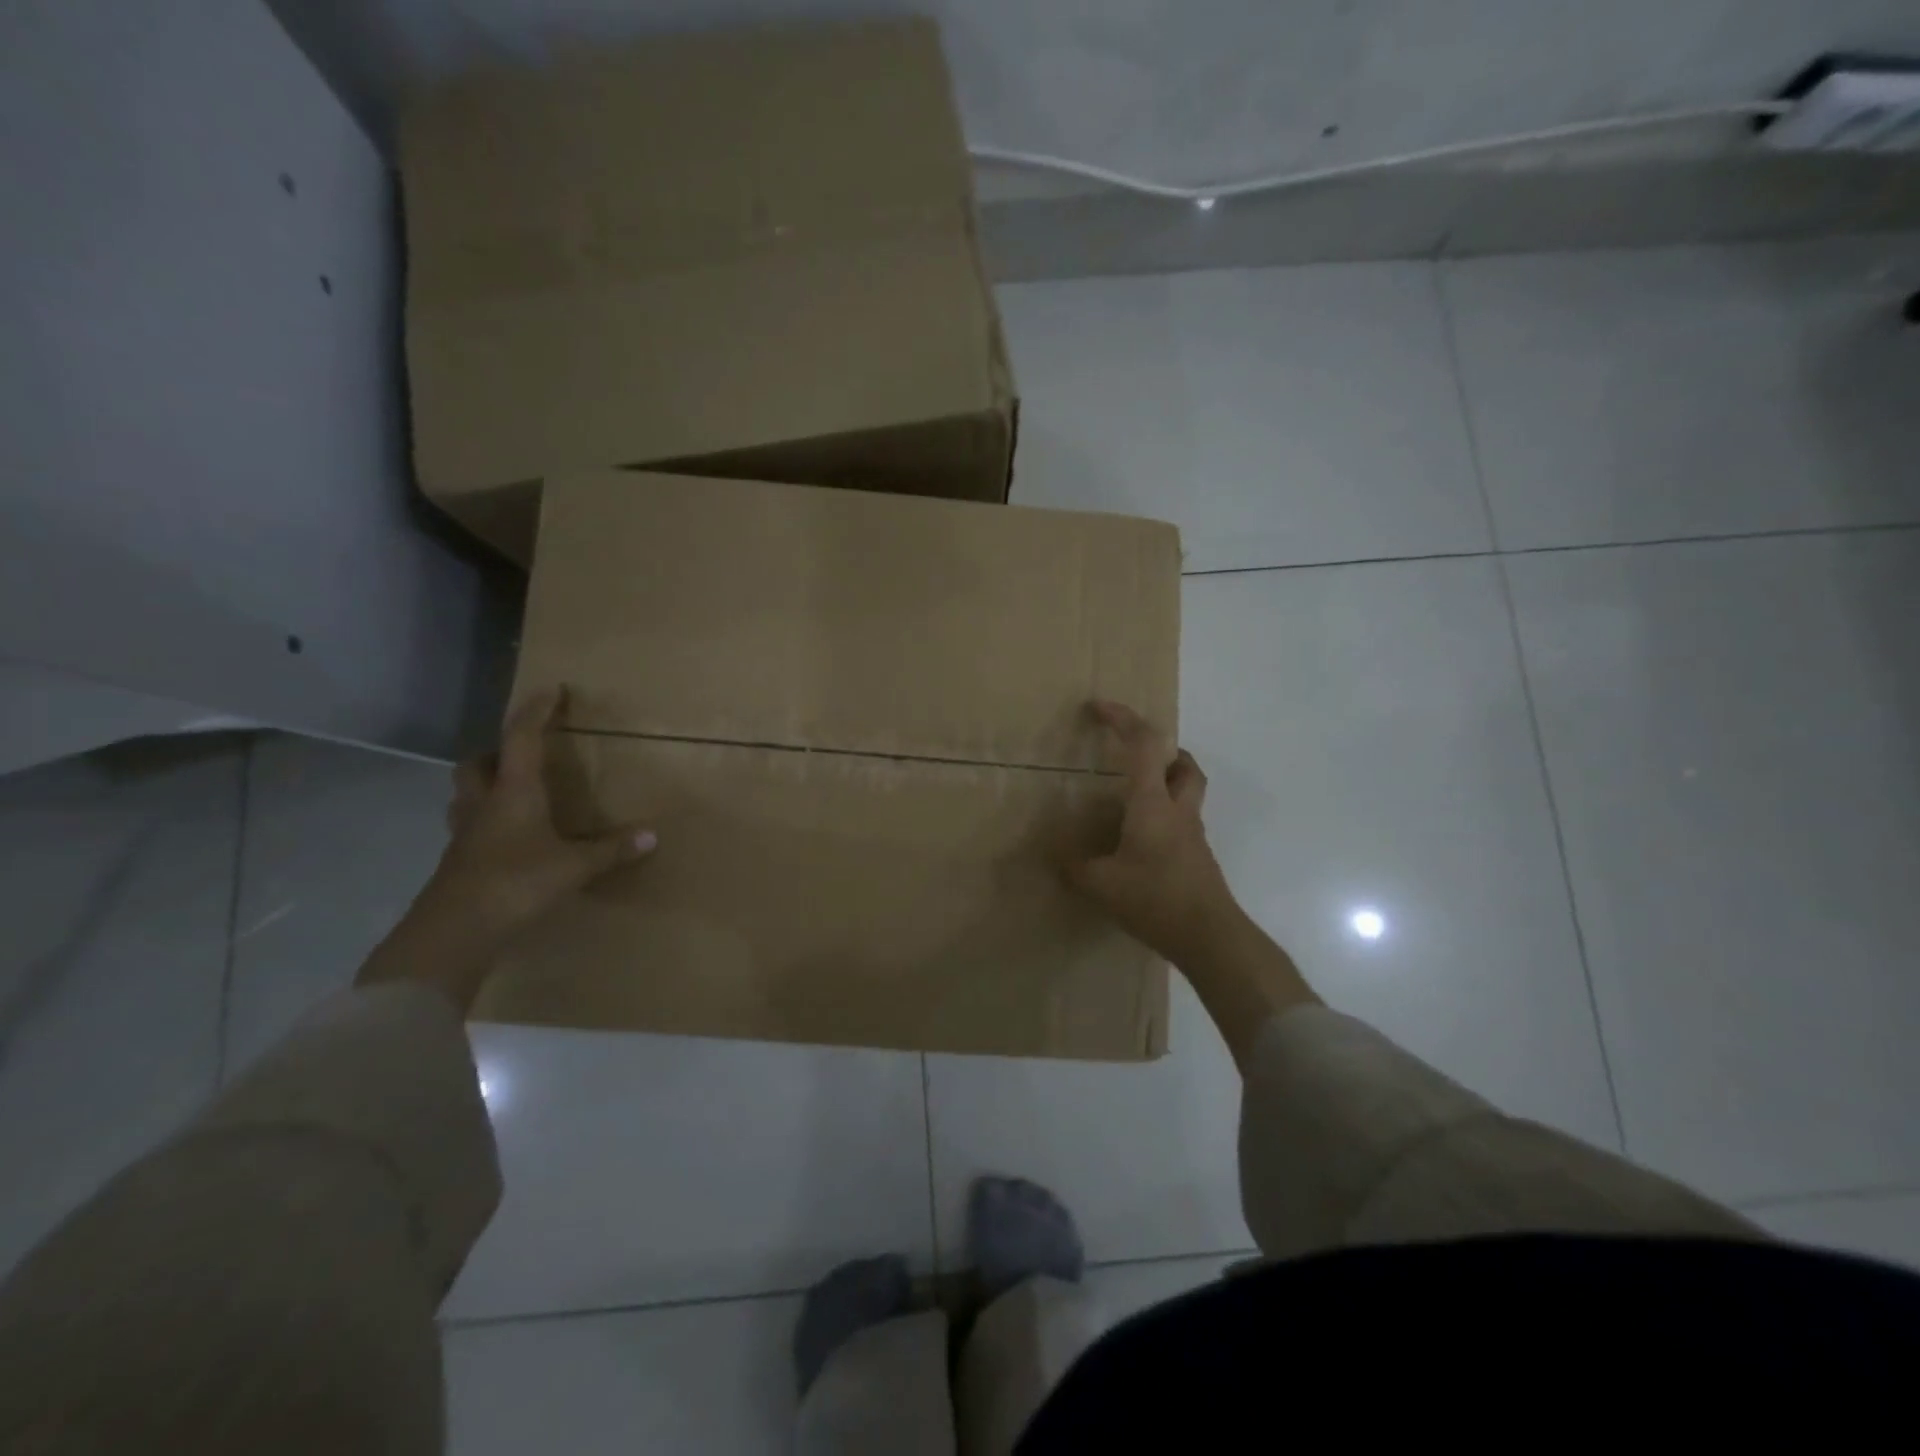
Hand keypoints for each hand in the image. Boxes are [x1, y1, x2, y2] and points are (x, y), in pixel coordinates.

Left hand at [428, 687, 656, 937]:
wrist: (454, 931)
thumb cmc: (516, 883)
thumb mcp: (574, 866)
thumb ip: (611, 850)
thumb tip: (652, 836)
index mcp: (513, 792)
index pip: (521, 738)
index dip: (536, 712)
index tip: (550, 690)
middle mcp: (484, 804)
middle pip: (476, 764)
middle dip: (495, 752)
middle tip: (519, 755)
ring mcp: (464, 835)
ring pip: (465, 796)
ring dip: (483, 787)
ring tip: (510, 794)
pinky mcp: (457, 863)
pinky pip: (469, 829)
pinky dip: (485, 824)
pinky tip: (507, 840)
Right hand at [1065, 700, 1239, 963]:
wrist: (1210, 936)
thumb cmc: (1155, 899)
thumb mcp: (1101, 884)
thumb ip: (1074, 867)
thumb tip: (1054, 856)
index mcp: (1151, 803)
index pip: (1143, 744)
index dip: (1121, 718)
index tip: (1097, 707)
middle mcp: (1177, 809)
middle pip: (1183, 763)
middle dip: (1161, 749)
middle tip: (1134, 754)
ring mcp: (1192, 834)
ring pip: (1188, 791)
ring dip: (1167, 780)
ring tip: (1135, 796)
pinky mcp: (1198, 858)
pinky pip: (1183, 822)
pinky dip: (1164, 816)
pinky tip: (1141, 842)